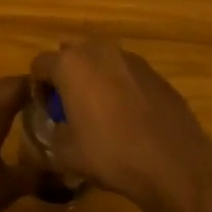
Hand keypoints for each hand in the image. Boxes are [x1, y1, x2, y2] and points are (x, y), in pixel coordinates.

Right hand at [29, 41, 211, 211]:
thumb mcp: (67, 152)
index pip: (40, 64)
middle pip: (71, 54)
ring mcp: (131, 58)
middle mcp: (100, 50)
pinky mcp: (154, 72)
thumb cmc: (111, 153)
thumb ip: (54, 132)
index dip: (38, 88)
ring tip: (99, 111)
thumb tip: (59, 127)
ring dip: (94, 78)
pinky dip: (119, 86)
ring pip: (101, 60)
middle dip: (66, 75)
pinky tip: (127, 116)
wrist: (172, 161)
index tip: (46, 112)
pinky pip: (125, 73)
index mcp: (72, 64)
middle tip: (69, 107)